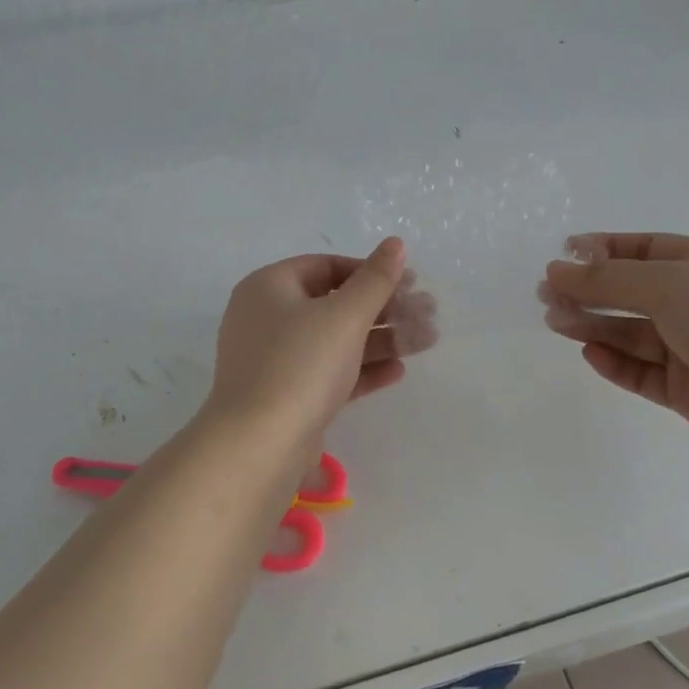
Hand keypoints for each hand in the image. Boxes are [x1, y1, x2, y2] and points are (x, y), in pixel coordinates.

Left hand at [206, 239, 438, 448]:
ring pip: (334, 341)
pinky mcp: (286, 395)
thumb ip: (374, 279)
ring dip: (380, 339)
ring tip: (426, 340)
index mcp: (269, 287)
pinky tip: (398, 370)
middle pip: (333, 304)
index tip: (408, 283)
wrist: (260, 444)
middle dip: (384, 308)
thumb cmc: (300, 364)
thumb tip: (395, 244)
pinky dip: (361, 369)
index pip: (325, 266)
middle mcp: (266, 318)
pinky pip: (328, 372)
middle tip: (428, 313)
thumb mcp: (344, 316)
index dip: (369, 271)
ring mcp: (274, 360)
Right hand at [540, 233, 688, 459]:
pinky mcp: (686, 388)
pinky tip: (591, 355)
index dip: (601, 250)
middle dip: (589, 292)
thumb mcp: (667, 285)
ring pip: (630, 333)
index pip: (643, 249)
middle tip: (546, 297)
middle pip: (630, 292)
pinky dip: (615, 363)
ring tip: (556, 323)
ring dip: (593, 326)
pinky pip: (641, 371)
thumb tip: (555, 270)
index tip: (561, 256)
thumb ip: (607, 279)